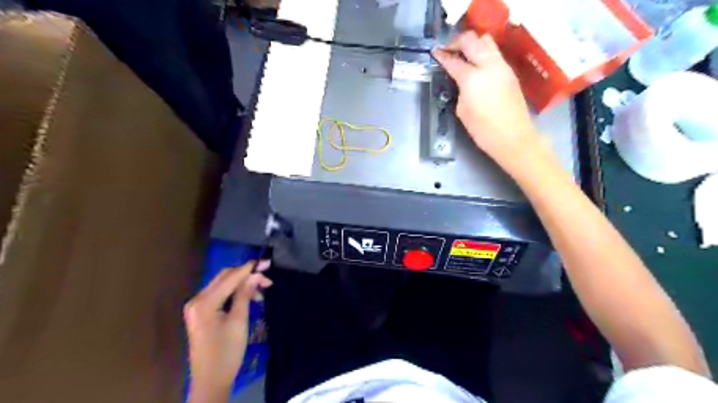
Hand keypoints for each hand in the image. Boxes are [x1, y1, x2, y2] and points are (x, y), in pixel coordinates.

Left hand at [183, 260, 273, 400]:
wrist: (211, 380)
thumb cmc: (227, 352)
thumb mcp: (239, 321)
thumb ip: (245, 294)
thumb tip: (256, 274)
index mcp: (204, 302)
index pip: (229, 277)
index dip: (249, 269)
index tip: (267, 262)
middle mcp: (197, 300)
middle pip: (224, 278)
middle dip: (246, 275)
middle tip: (267, 278)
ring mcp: (197, 307)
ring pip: (223, 285)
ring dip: (242, 284)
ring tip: (261, 292)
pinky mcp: (201, 313)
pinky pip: (220, 295)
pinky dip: (235, 293)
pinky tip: (249, 298)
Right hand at [432, 31, 537, 168]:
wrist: (513, 137)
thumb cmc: (483, 130)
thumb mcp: (462, 110)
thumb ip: (460, 89)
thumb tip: (462, 80)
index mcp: (472, 78)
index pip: (453, 60)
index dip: (442, 55)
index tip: (435, 52)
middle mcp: (488, 65)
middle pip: (471, 40)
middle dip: (457, 42)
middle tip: (448, 50)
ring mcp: (502, 66)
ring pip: (486, 41)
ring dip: (473, 44)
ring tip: (464, 54)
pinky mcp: (510, 71)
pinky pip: (494, 53)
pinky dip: (483, 53)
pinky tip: (477, 65)